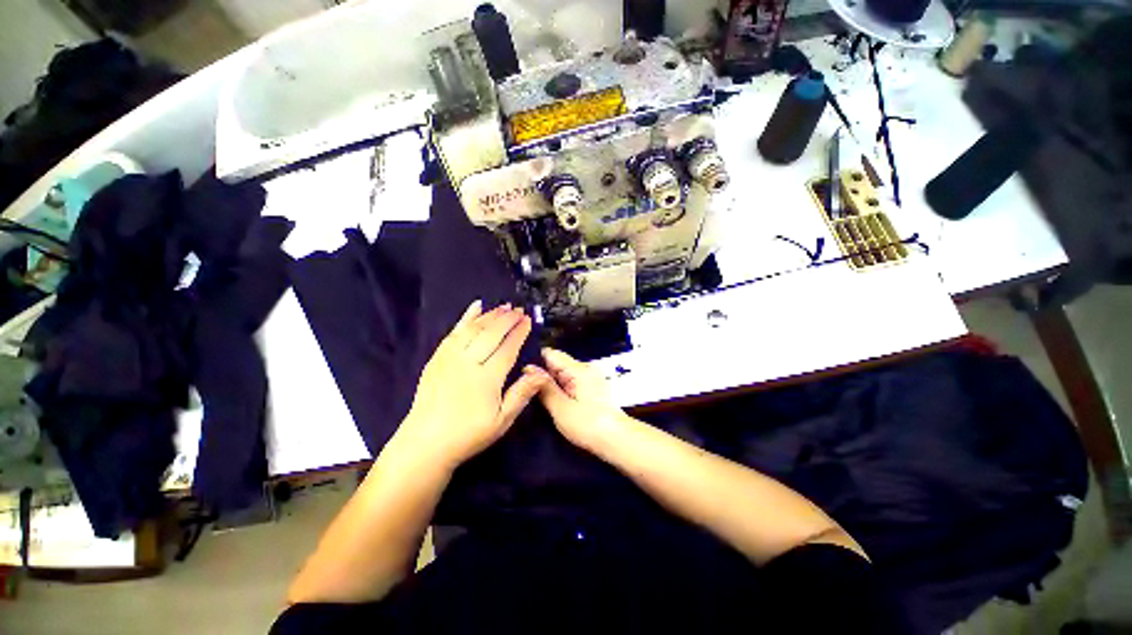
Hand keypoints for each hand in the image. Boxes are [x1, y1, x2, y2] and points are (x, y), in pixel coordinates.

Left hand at [400, 300, 546, 467]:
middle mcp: (468, 362)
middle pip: (491, 333)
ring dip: (490, 315)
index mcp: (487, 378)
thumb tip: (542, 373)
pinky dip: (465, 318)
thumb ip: (522, 394)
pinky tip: (475, 307)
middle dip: (507, 319)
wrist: (426, 443)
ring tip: (503, 306)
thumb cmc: (468, 434)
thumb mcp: (502, 420)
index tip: (528, 320)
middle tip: (519, 309)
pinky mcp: (437, 357)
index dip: (519, 332)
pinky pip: (454, 332)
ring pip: (473, 329)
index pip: (507, 347)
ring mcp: (450, 357)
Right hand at [532, 347, 628, 451]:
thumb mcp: (561, 408)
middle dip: (542, 374)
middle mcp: (586, 368)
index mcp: (578, 369)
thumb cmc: (588, 425)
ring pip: (563, 374)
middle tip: (523, 388)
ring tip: (534, 396)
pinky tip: (552, 401)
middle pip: (557, 363)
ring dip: (551, 384)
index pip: (551, 354)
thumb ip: (544, 387)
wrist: (618, 441)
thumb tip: (529, 368)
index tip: (520, 374)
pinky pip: (572, 382)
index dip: (534, 361)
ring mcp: (591, 378)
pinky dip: (562, 389)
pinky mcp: (593, 389)